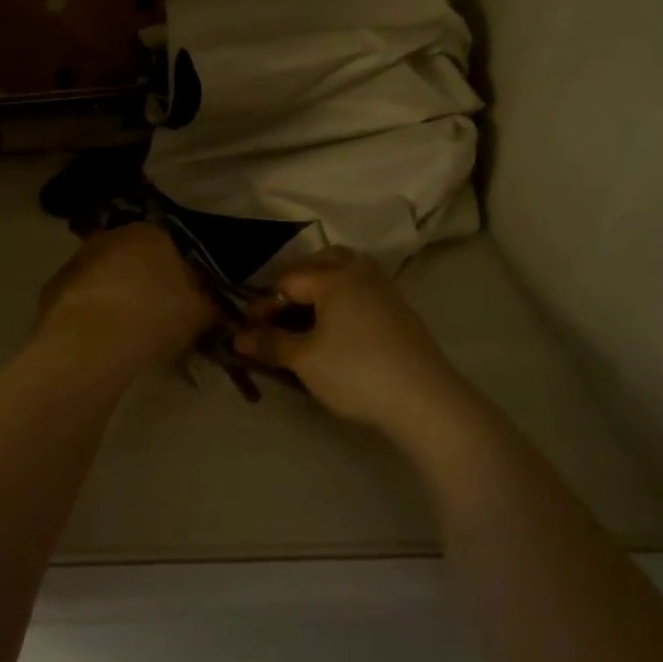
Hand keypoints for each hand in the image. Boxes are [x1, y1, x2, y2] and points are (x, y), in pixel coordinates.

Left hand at [36, 224, 217, 367]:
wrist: (93, 339)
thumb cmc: (155, 314)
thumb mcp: (200, 311)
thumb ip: (210, 302)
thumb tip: (216, 303)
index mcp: (150, 232)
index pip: (168, 245)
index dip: (176, 272)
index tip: (182, 297)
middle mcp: (111, 235)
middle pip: (132, 256)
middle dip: (141, 279)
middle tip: (155, 312)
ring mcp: (78, 259)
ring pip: (103, 274)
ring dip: (113, 293)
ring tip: (125, 328)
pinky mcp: (53, 286)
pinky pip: (80, 297)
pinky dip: (89, 311)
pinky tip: (99, 337)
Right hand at [232, 248, 467, 437]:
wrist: (425, 401)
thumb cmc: (356, 373)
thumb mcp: (305, 360)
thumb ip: (271, 344)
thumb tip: (237, 338)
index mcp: (334, 278)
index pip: (289, 280)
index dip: (265, 303)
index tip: (251, 329)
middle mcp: (360, 274)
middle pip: (323, 261)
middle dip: (298, 280)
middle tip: (282, 309)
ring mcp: (385, 291)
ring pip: (349, 272)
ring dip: (325, 286)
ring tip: (309, 317)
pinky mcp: (401, 313)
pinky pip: (364, 291)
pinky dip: (345, 299)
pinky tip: (339, 329)